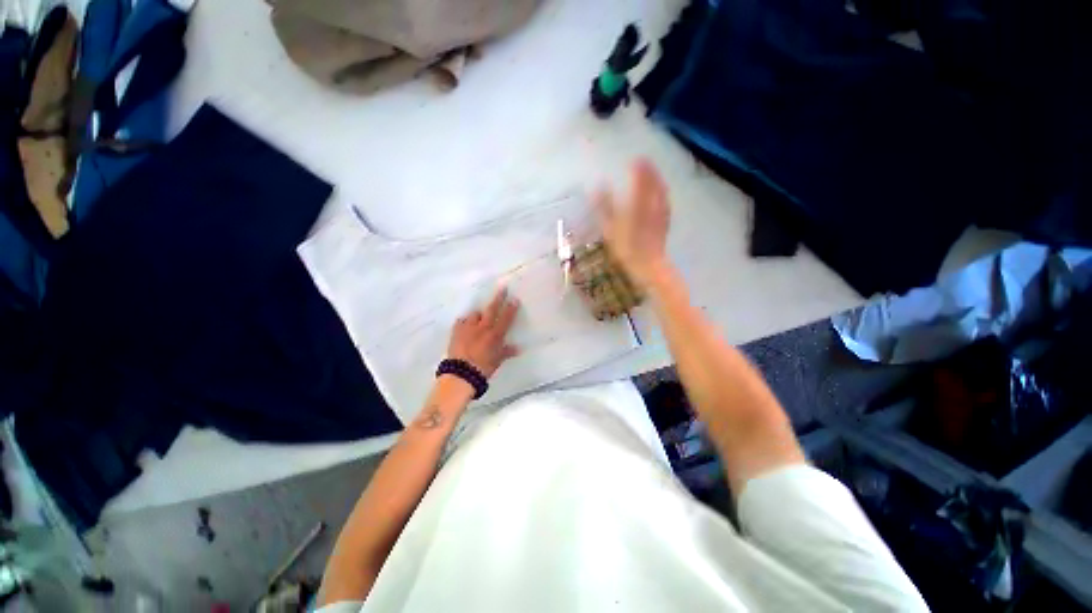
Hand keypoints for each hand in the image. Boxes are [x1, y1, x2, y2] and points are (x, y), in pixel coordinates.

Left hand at [447, 289, 520, 377]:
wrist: (461, 373)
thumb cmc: (483, 368)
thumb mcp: (497, 361)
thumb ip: (507, 352)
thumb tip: (518, 348)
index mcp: (495, 335)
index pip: (506, 318)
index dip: (511, 308)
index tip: (515, 298)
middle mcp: (483, 328)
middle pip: (492, 309)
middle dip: (498, 298)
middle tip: (502, 287)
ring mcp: (468, 328)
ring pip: (475, 315)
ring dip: (479, 315)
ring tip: (479, 317)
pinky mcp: (456, 331)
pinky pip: (461, 322)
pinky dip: (465, 322)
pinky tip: (465, 325)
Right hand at [595, 159, 671, 288]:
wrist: (648, 265)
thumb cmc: (627, 247)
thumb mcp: (610, 227)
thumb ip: (604, 205)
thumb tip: (597, 186)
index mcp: (639, 201)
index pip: (641, 178)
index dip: (639, 167)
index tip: (635, 158)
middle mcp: (653, 203)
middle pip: (654, 182)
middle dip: (650, 171)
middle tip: (645, 163)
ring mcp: (661, 214)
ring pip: (662, 192)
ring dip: (658, 181)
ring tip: (654, 175)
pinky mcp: (665, 224)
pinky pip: (665, 203)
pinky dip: (662, 195)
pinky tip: (662, 197)